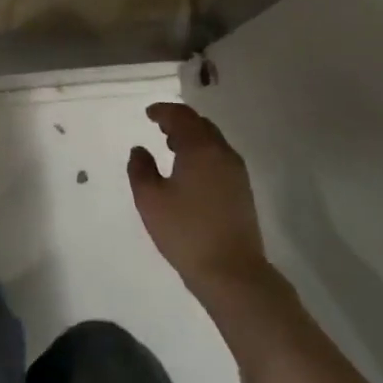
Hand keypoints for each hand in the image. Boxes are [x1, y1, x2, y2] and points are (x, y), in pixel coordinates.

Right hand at [128, 103, 268, 298]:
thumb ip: (140, 169)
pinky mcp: (242, 189)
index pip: (181, 117)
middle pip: (201, 124)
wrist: (231, 271)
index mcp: (200, 148)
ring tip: (172, 146)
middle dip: (179, 121)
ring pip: (213, 141)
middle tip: (159, 126)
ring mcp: (236, 172)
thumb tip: (140, 149)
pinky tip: (190, 170)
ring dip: (192, 137)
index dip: (163, 111)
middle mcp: (222, 153)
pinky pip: (219, 157)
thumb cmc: (185, 232)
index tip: (149, 113)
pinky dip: (203, 152)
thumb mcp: (150, 199)